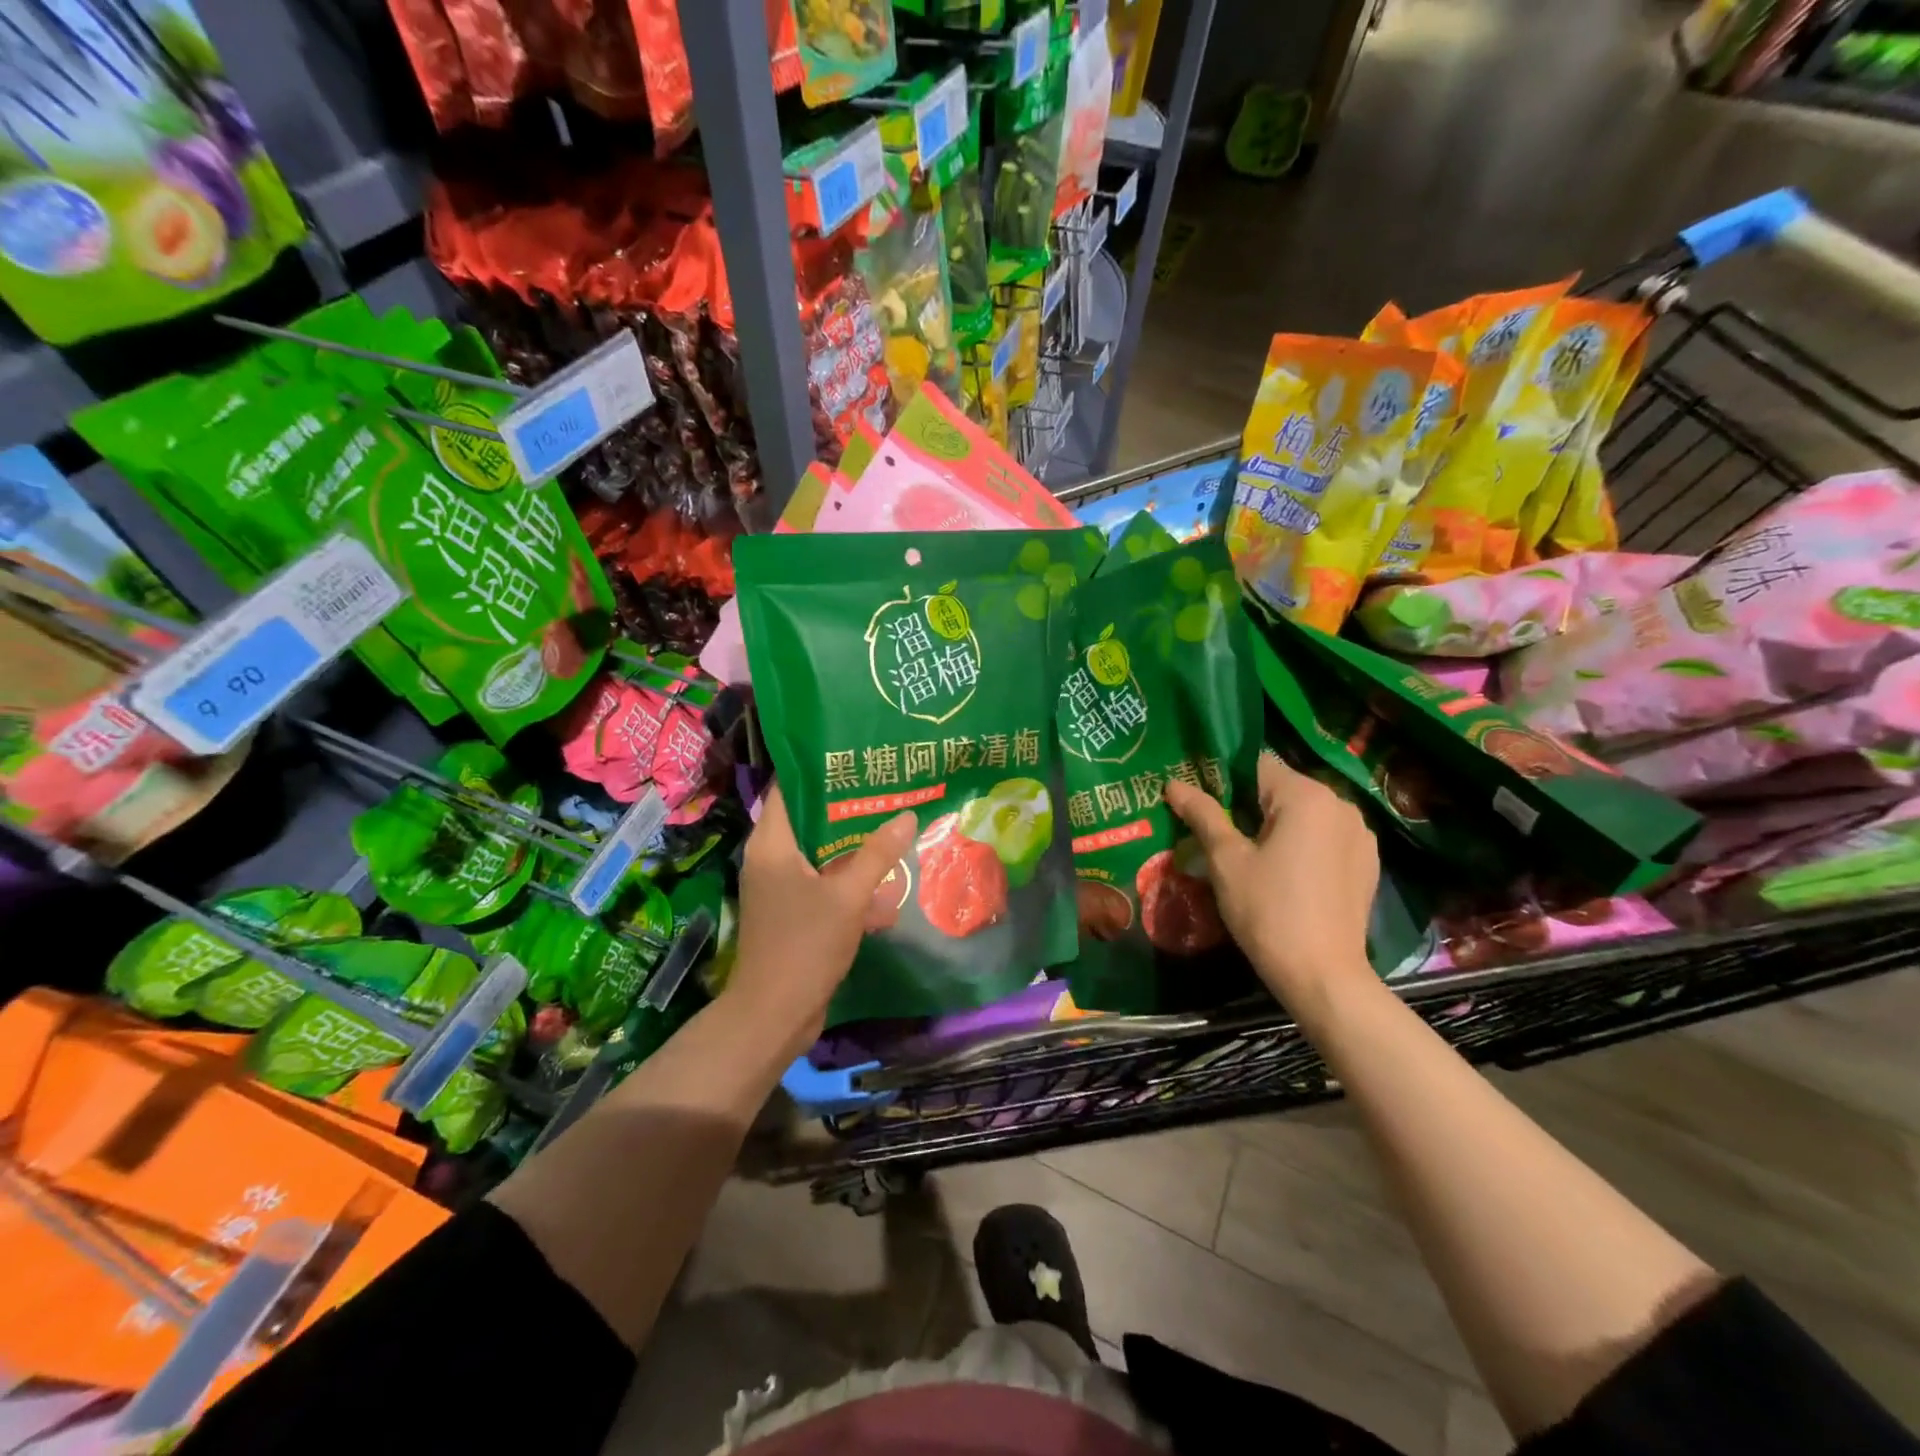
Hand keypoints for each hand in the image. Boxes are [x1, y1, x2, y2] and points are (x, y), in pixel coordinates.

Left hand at [726, 785, 917, 1054]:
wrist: (773, 1016)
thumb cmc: (804, 945)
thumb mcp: (848, 896)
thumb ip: (878, 855)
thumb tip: (907, 816)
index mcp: (773, 844)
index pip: (789, 788)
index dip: (819, 769)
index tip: (856, 756)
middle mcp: (772, 859)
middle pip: (811, 820)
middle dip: (850, 809)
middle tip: (888, 789)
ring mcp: (782, 888)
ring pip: (823, 856)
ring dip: (857, 851)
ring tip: (897, 832)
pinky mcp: (795, 914)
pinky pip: (826, 887)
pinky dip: (852, 887)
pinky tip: (889, 893)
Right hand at [1164, 753, 1379, 1019]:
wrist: (1323, 976)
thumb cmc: (1268, 910)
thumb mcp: (1226, 860)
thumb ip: (1203, 814)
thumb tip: (1174, 783)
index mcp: (1306, 796)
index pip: (1255, 764)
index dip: (1223, 777)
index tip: (1200, 799)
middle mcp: (1340, 804)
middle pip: (1281, 788)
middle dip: (1248, 803)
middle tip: (1215, 830)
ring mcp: (1359, 834)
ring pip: (1304, 814)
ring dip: (1276, 824)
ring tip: (1247, 853)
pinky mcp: (1367, 862)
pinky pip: (1325, 837)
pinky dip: (1301, 844)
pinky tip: (1283, 873)